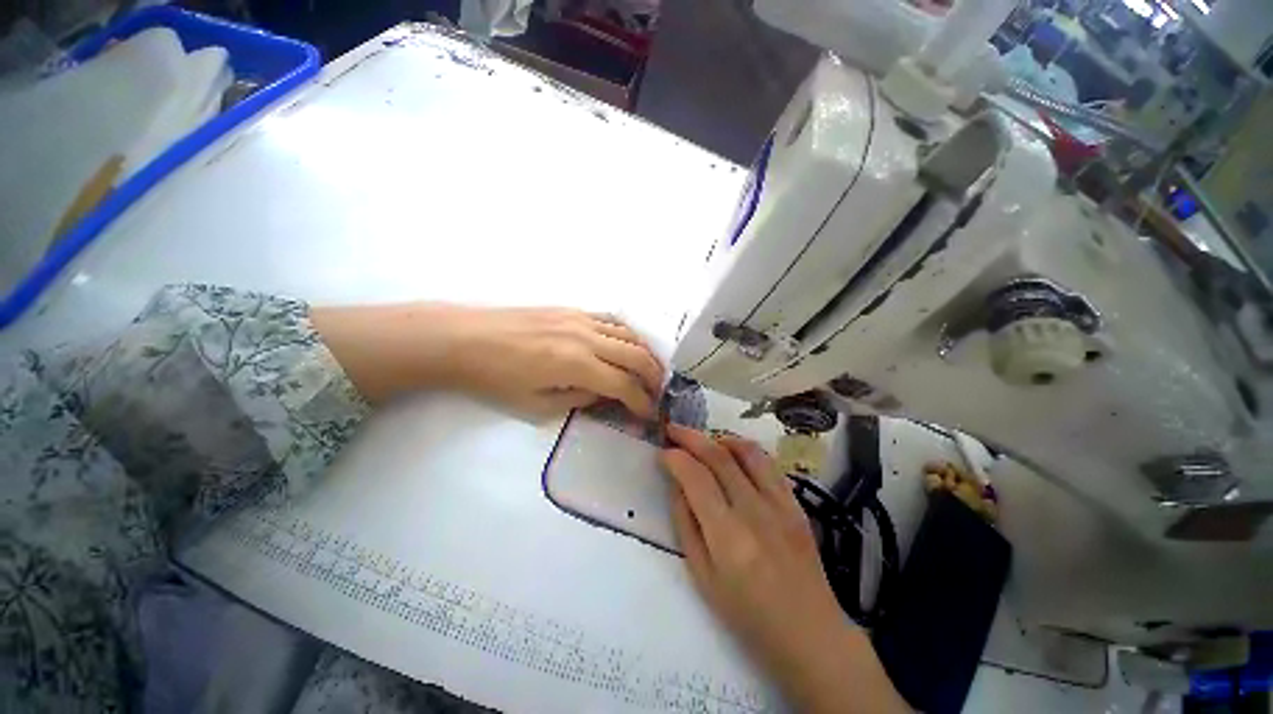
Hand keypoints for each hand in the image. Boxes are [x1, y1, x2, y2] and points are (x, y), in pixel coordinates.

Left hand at [311, 303, 662, 417]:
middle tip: (658, 392)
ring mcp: (581, 319)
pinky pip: (612, 319)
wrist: (464, 339)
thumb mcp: (537, 405)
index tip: (649, 414)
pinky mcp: (573, 309)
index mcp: (577, 365)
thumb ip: (580, 398)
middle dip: (654, 377)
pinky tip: (628, 345)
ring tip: (650, 370)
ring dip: (646, 354)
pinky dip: (628, 334)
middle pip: (637, 355)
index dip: (642, 402)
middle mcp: (587, 337)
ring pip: (629, 334)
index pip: (624, 385)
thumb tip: (606, 393)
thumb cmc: (495, 379)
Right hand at [660, 425, 908, 713]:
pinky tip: (734, 453)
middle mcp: (754, 511)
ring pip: (747, 451)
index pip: (695, 478)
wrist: (809, 632)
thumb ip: (686, 525)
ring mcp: (780, 504)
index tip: (663, 452)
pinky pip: (769, 464)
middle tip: (674, 430)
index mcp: (727, 536)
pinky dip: (746, 450)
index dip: (675, 458)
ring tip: (704, 440)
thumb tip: (676, 485)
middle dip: (691, 437)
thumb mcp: (703, 577)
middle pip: (719, 456)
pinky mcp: (795, 503)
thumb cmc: (748, 614)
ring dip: (720, 438)